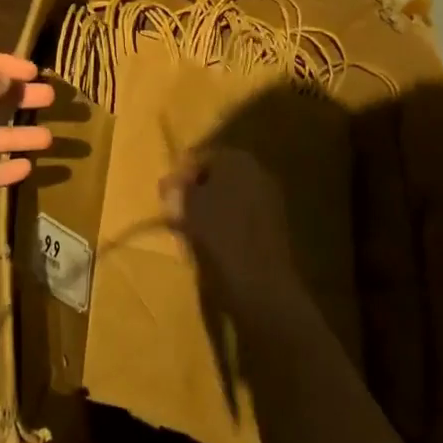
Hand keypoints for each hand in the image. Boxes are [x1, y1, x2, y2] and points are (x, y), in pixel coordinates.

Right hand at [162, 147, 299, 308]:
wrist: (260, 285)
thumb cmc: (217, 235)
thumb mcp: (186, 206)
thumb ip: (178, 188)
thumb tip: (170, 181)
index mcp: (237, 159)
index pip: (202, 157)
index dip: (182, 174)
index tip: (167, 194)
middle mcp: (258, 172)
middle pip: (219, 176)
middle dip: (198, 190)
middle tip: (177, 209)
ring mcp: (270, 200)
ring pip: (231, 197)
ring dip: (212, 208)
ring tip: (191, 229)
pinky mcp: (275, 227)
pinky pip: (243, 217)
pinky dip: (227, 225)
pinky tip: (212, 243)